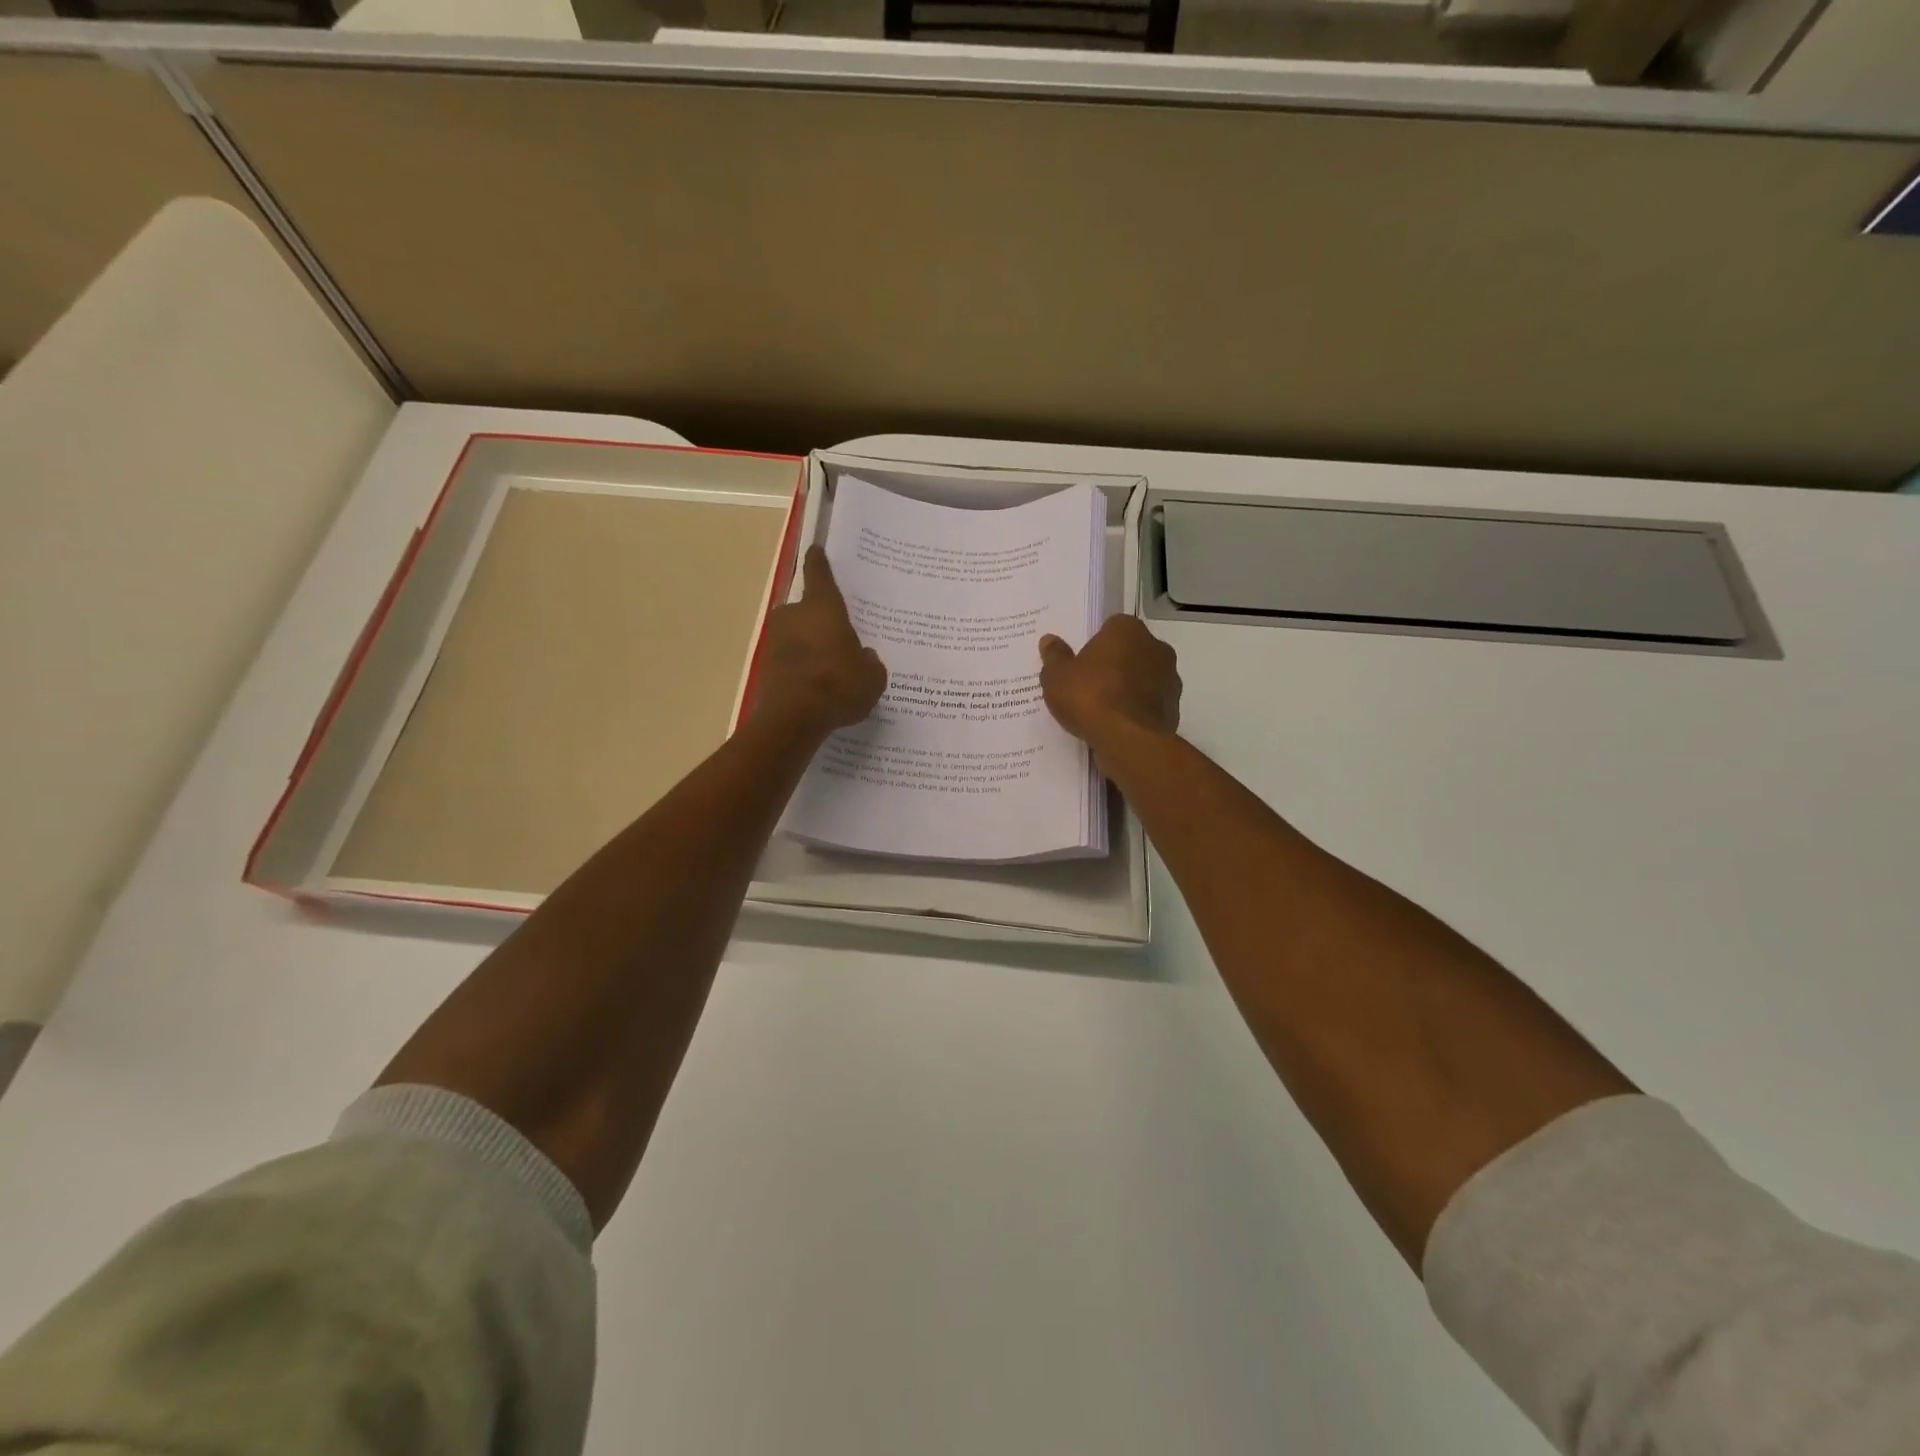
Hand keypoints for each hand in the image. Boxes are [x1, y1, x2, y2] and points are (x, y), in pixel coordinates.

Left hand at [752, 548, 887, 735]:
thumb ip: (870, 663)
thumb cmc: (838, 686)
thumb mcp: (871, 678)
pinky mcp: (765, 666)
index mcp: (823, 607)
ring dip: (810, 647)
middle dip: (820, 622)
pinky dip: (800, 669)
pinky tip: (816, 689)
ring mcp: (775, 641)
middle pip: (808, 610)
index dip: (819, 562)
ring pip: (797, 637)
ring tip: (830, 670)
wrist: (792, 719)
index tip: (816, 549)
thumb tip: (865, 657)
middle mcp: (794, 615)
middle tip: (839, 639)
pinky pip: (790, 661)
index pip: (820, 574)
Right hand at [1038, 615, 1180, 748]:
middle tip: (1090, 685)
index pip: (1112, 626)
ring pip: (1144, 677)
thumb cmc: (1090, 697)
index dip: (1096, 644)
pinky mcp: (1174, 707)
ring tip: (1104, 709)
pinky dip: (1138, 710)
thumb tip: (1049, 640)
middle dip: (1115, 664)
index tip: (1082, 663)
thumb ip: (1055, 656)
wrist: (1128, 739)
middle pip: (1131, 651)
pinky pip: (1150, 703)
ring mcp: (1170, 678)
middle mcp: (1155, 647)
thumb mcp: (1057, 677)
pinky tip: (1119, 725)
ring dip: (1129, 687)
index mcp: (1127, 630)